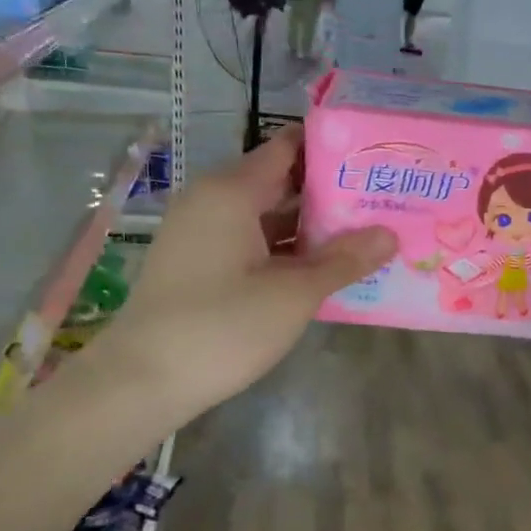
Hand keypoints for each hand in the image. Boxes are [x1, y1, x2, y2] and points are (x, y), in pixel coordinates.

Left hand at [103, 127, 395, 427]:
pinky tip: (323, 268)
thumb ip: (344, 261)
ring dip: (311, 226)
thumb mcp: (293, 295)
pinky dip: (286, 250)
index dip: (334, 150)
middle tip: (383, 200)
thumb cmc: (220, 328)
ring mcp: (202, 233)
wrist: (141, 382)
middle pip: (281, 181)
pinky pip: (251, 242)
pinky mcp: (199, 264)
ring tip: (366, 232)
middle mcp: (213, 200)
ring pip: (267, 216)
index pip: (289, 148)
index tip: (376, 160)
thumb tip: (390, 235)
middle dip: (331, 192)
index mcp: (232, 191)